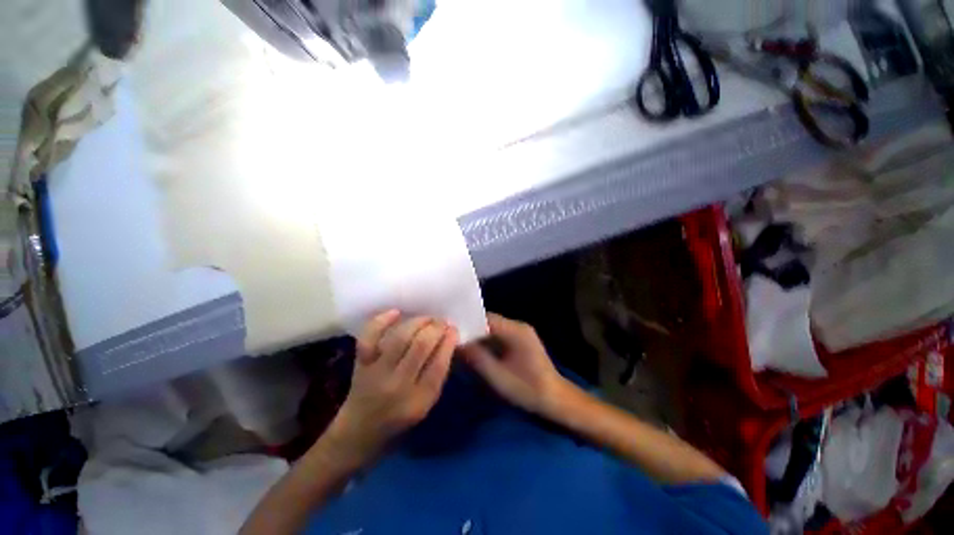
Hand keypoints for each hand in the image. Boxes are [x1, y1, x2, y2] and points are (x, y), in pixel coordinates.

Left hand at [324, 311, 458, 464]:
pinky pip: (369, 337)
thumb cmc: (398, 420)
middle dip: (436, 328)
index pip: (438, 364)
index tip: (453, 329)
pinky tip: (396, 312)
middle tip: (442, 321)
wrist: (358, 433)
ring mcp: (376, 373)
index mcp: (418, 401)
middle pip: (420, 346)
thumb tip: (447, 341)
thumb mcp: (425, 405)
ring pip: (399, 338)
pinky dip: (381, 321)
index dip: (448, 341)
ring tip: (427, 318)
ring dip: (417, 322)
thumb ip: (436, 375)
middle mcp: (397, 385)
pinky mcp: (360, 364)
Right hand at [460, 313, 569, 414]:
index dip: (468, 322)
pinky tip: (477, 350)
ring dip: (478, 335)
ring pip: (492, 328)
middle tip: (452, 338)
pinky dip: (487, 341)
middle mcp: (518, 326)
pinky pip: (498, 335)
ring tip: (461, 344)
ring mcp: (520, 332)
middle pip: (488, 321)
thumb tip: (456, 343)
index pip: (486, 318)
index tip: (451, 330)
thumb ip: (476, 358)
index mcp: (516, 331)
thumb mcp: (498, 376)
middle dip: (471, 329)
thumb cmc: (528, 389)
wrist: (556, 399)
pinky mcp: (520, 340)